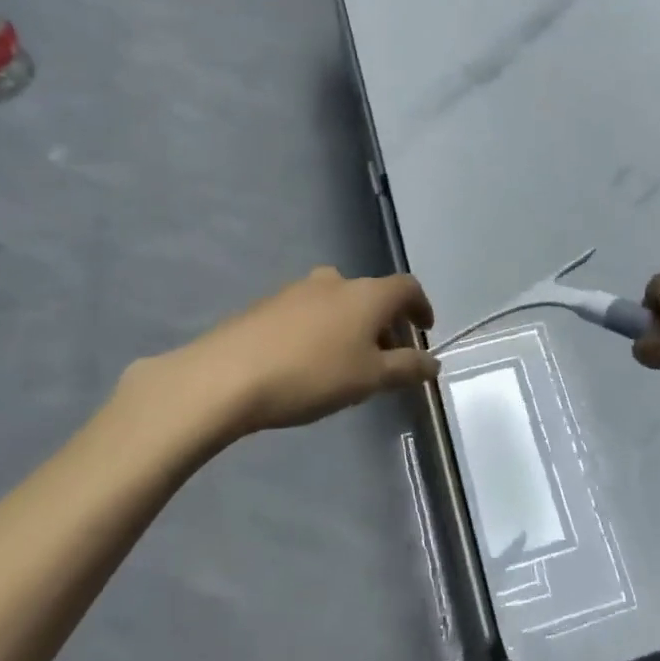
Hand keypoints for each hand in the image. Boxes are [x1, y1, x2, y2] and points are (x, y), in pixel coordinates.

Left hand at [121, 268, 438, 441]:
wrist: (226, 375)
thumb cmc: (312, 375)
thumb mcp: (369, 379)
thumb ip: (406, 369)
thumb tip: (433, 362)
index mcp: (367, 294)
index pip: (407, 287)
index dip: (421, 306)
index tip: (424, 330)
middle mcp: (335, 282)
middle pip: (372, 295)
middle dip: (385, 323)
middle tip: (386, 357)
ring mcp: (297, 290)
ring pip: (339, 302)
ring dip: (352, 326)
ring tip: (347, 363)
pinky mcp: (267, 305)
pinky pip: (309, 312)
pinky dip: (322, 330)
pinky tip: (309, 362)